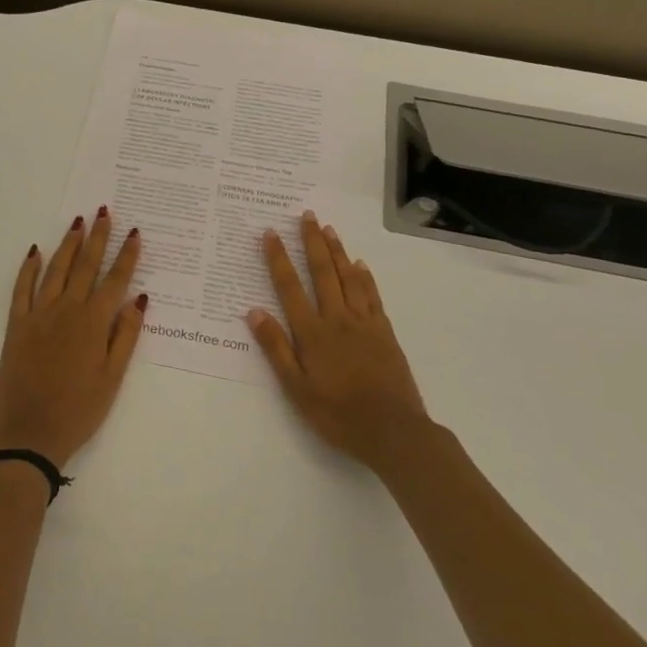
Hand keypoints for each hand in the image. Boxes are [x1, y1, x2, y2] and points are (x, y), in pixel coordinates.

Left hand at [0, 208, 146, 469]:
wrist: (30, 434)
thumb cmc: (79, 411)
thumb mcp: (112, 378)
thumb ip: (125, 336)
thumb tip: (140, 299)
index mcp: (93, 324)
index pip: (115, 281)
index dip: (126, 256)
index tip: (134, 233)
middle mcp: (67, 311)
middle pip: (85, 266)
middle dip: (97, 237)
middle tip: (104, 212)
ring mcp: (39, 315)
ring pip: (56, 270)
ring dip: (68, 244)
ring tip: (78, 222)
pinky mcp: (16, 325)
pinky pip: (22, 289)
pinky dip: (29, 268)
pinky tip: (36, 251)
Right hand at [246, 212, 428, 474]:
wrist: (393, 431)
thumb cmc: (337, 414)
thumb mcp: (296, 388)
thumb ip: (275, 348)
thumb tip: (254, 311)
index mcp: (312, 333)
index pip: (290, 287)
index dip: (278, 259)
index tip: (271, 233)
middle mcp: (337, 319)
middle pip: (322, 272)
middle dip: (311, 242)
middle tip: (306, 215)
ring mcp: (364, 323)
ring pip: (348, 278)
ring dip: (337, 251)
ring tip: (329, 229)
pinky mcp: (385, 332)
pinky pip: (372, 296)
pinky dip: (365, 277)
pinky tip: (360, 265)